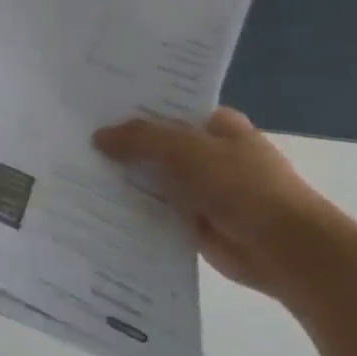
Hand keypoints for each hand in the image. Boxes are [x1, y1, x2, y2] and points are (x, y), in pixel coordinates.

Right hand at [93, 108, 356, 307]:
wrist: (285, 250)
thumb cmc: (242, 186)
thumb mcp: (186, 150)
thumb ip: (140, 138)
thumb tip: (98, 136)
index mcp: (216, 125)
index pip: (167, 107)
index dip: (132, 106)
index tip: (91, 106)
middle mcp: (207, 153)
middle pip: (155, 144)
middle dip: (121, 144)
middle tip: (71, 137)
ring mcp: (200, 189)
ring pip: (152, 178)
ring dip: (122, 178)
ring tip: (71, 170)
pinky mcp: (192, 222)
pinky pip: (153, 210)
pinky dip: (130, 209)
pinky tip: (93, 205)